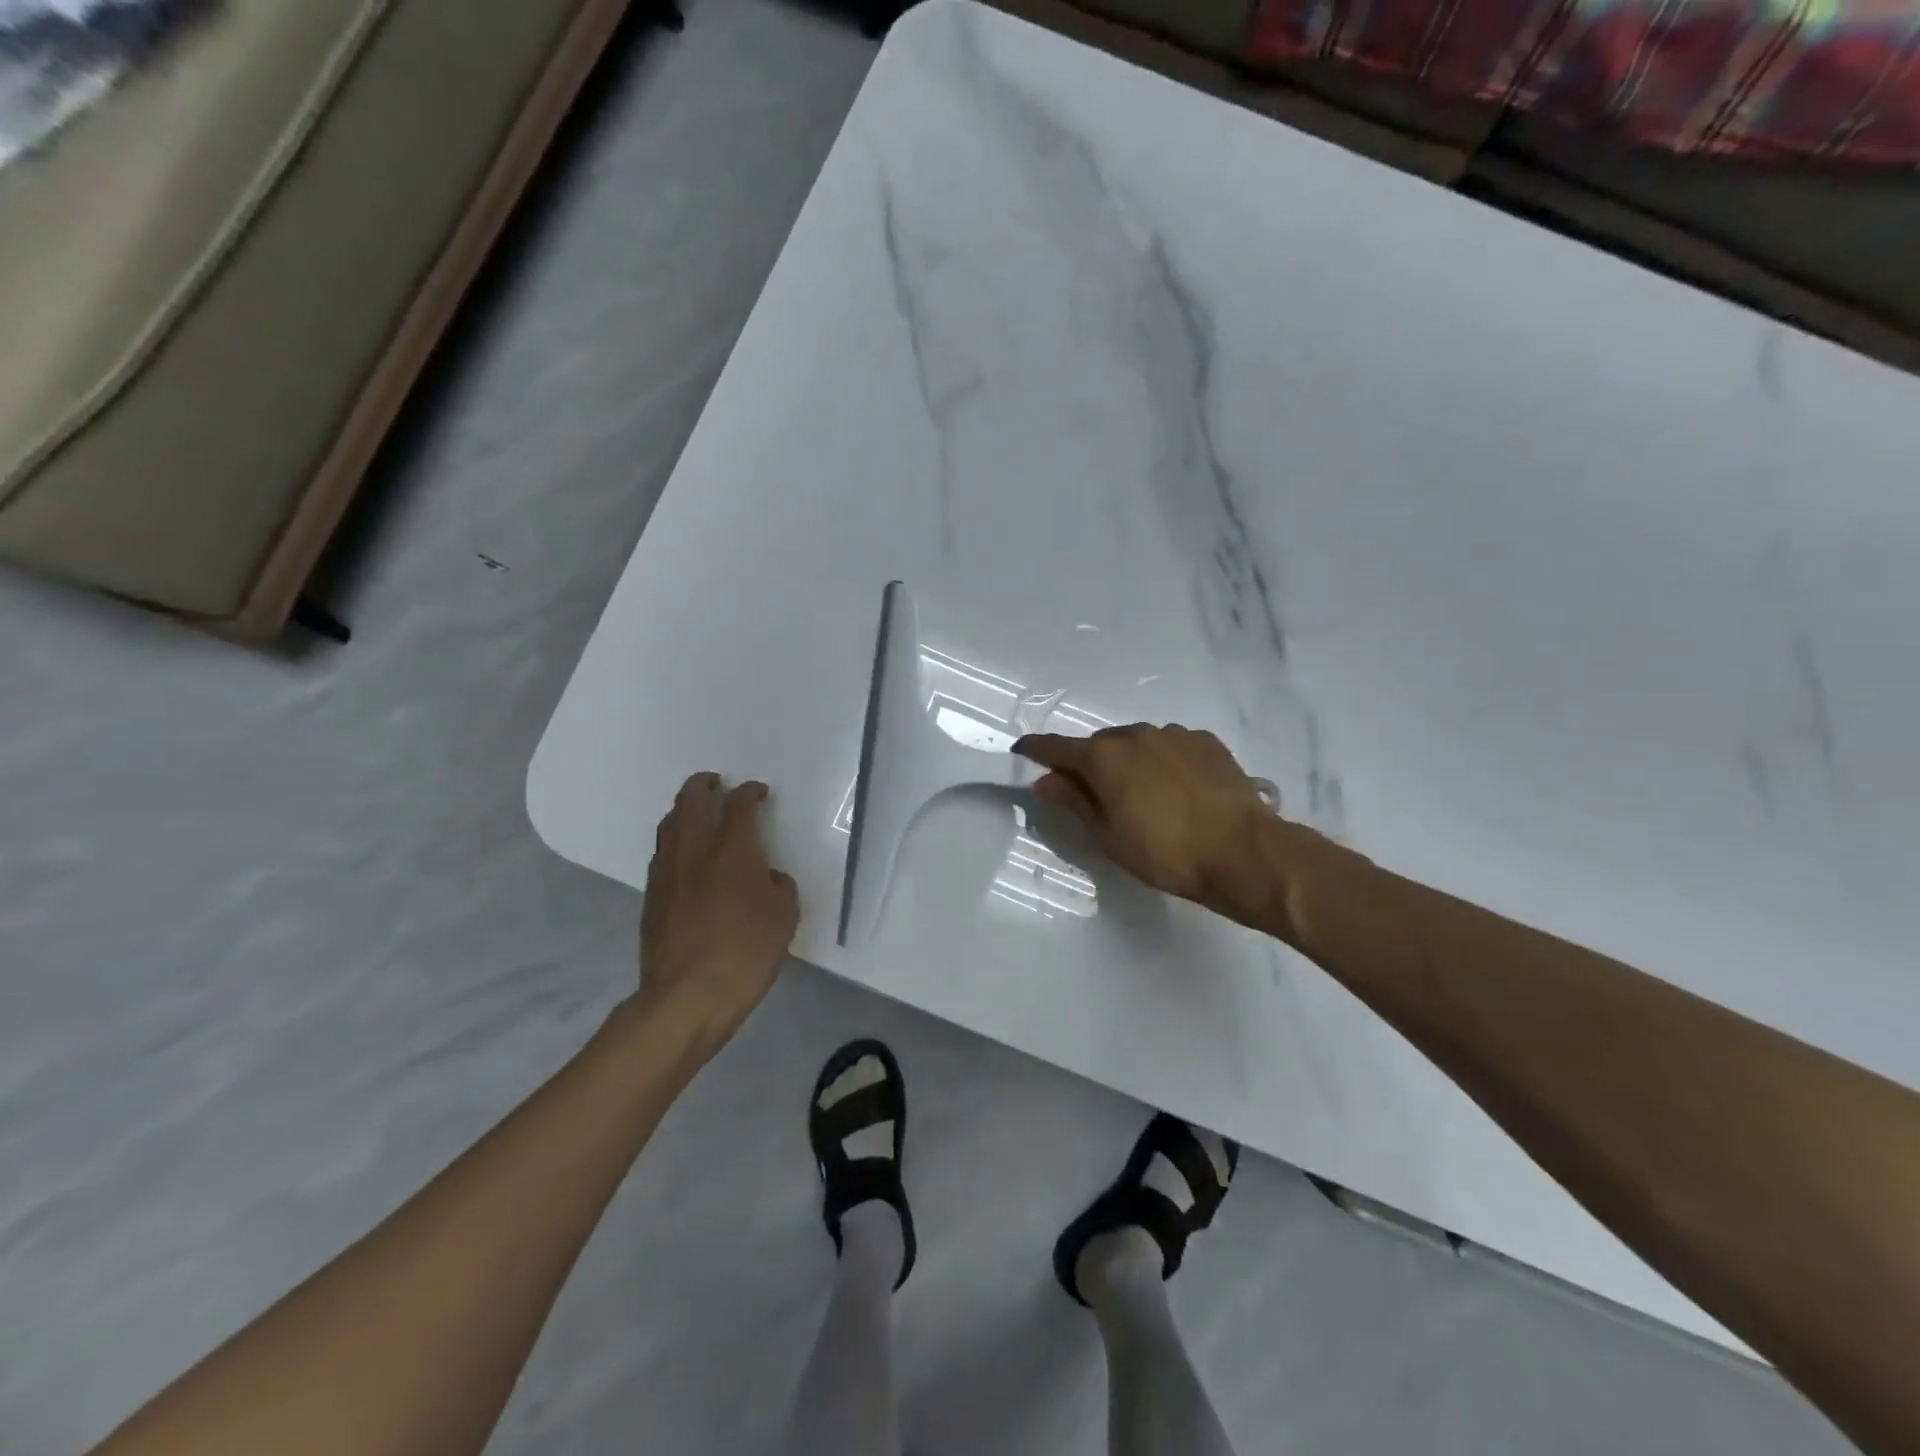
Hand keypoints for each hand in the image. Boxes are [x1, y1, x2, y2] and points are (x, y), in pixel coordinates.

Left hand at [633, 773, 799, 1058]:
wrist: (687, 996)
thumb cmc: (746, 952)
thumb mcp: (784, 916)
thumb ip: (778, 886)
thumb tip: (765, 877)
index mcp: (732, 851)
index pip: (738, 805)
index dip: (749, 792)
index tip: (757, 792)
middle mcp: (694, 851)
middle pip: (690, 801)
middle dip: (703, 785)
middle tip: (714, 783)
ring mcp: (667, 873)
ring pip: (669, 825)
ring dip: (683, 810)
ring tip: (695, 812)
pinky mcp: (651, 897)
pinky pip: (662, 853)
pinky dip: (674, 840)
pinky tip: (684, 854)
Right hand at [1014, 724, 1283, 916]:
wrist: (1242, 851)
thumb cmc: (1165, 852)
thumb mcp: (1108, 836)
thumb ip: (1075, 802)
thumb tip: (1047, 780)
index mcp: (1104, 758)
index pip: (1056, 747)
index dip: (1036, 751)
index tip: (1022, 753)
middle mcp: (1135, 735)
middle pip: (1099, 744)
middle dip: (1091, 764)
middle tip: (1097, 795)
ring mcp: (1173, 734)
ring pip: (1137, 743)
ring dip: (1130, 761)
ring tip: (1145, 796)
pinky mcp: (1204, 741)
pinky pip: (1170, 746)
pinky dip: (1163, 761)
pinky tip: (1179, 790)